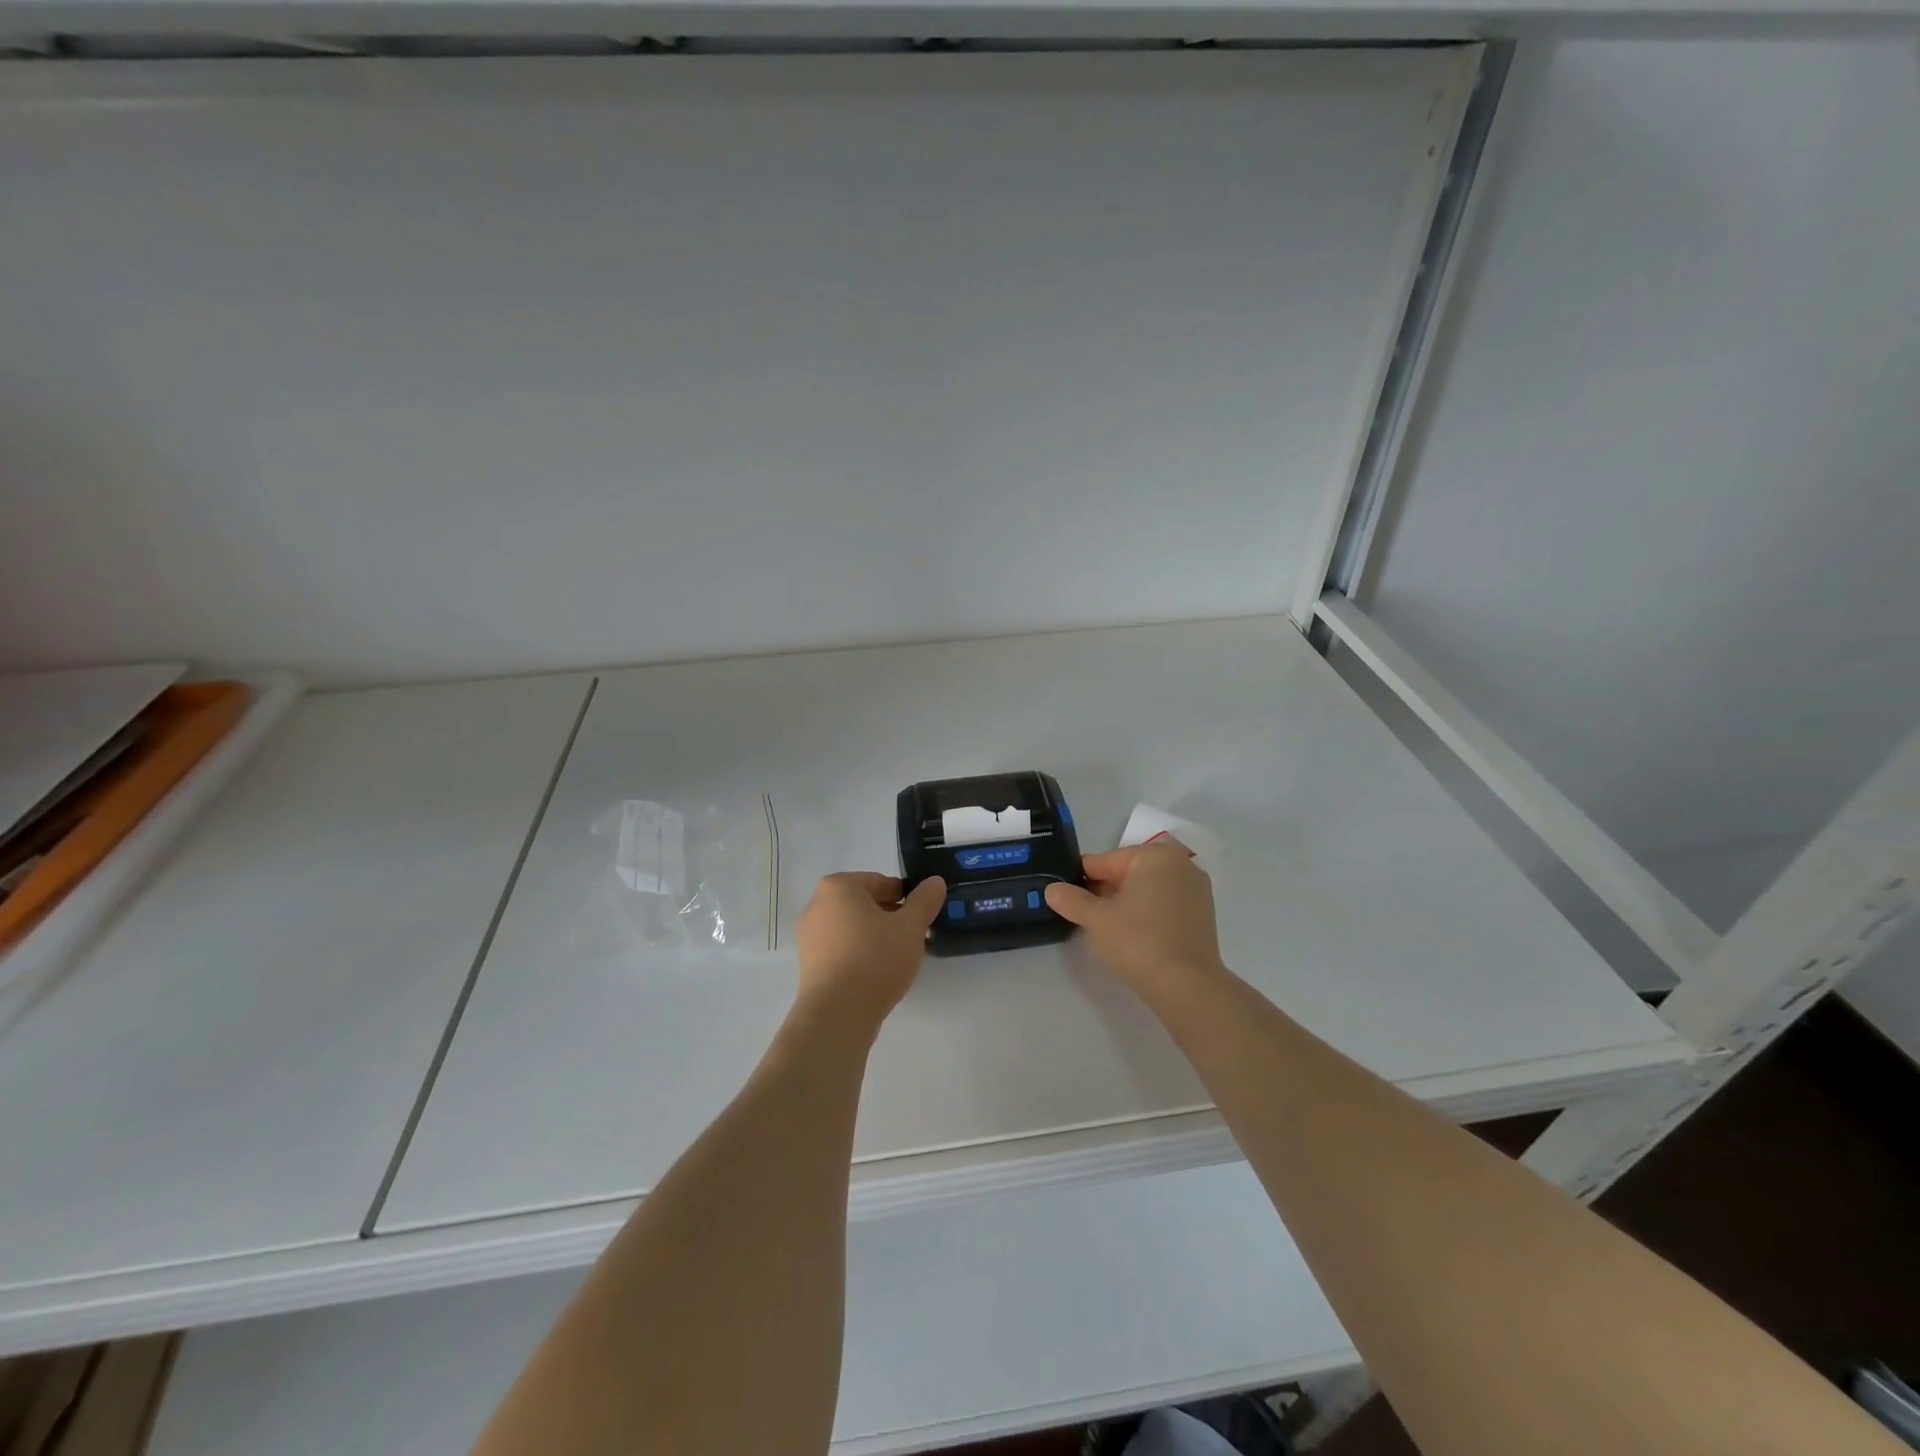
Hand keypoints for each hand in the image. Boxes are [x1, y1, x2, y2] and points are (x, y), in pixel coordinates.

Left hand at [795, 872, 946, 1028]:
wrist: (838, 1014)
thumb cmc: (875, 959)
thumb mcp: (911, 927)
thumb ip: (925, 901)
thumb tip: (935, 881)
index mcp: (839, 886)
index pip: (881, 882)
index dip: (905, 897)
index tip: (921, 916)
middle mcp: (817, 905)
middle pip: (864, 904)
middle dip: (890, 917)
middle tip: (913, 937)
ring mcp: (809, 936)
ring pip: (852, 927)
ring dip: (875, 936)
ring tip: (897, 958)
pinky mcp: (809, 964)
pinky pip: (841, 949)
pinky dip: (859, 954)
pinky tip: (877, 973)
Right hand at [1046, 842, 1225, 1000]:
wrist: (1186, 986)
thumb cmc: (1138, 941)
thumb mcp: (1096, 919)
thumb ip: (1071, 900)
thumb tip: (1052, 889)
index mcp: (1155, 855)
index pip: (1105, 861)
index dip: (1082, 879)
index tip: (1066, 897)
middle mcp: (1180, 864)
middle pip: (1128, 873)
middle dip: (1105, 891)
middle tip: (1084, 916)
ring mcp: (1196, 890)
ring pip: (1147, 889)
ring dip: (1126, 903)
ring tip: (1107, 928)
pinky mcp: (1203, 915)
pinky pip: (1165, 905)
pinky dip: (1147, 914)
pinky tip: (1134, 936)